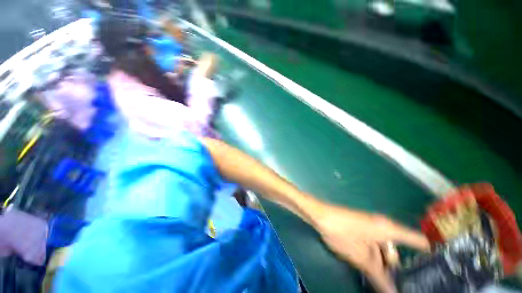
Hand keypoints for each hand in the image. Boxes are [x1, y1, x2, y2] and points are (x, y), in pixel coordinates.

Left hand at [313, 204, 429, 292]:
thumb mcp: (362, 257)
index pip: (418, 241)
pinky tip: (372, 271)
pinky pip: (374, 245)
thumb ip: (379, 276)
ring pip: (384, 249)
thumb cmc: (342, 232)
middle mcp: (383, 226)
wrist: (320, 215)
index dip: (430, 254)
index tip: (437, 270)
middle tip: (404, 285)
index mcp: (389, 229)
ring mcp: (371, 227)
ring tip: (386, 283)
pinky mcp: (361, 229)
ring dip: (384, 265)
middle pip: (398, 250)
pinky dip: (375, 257)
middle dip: (399, 268)